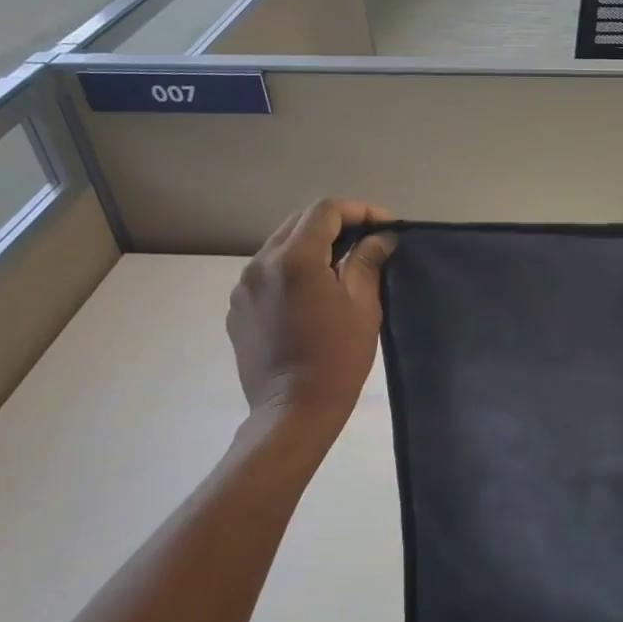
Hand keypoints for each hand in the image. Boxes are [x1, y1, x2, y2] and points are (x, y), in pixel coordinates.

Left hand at [227, 200, 396, 434]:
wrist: (293, 411)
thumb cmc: (337, 358)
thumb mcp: (363, 307)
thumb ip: (367, 262)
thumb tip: (380, 237)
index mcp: (295, 259)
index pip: (326, 211)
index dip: (359, 211)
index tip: (384, 226)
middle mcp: (261, 263)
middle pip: (299, 222)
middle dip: (335, 224)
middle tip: (366, 241)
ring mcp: (243, 286)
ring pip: (279, 246)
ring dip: (311, 246)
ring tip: (339, 266)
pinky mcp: (237, 309)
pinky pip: (266, 273)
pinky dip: (291, 270)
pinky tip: (311, 294)